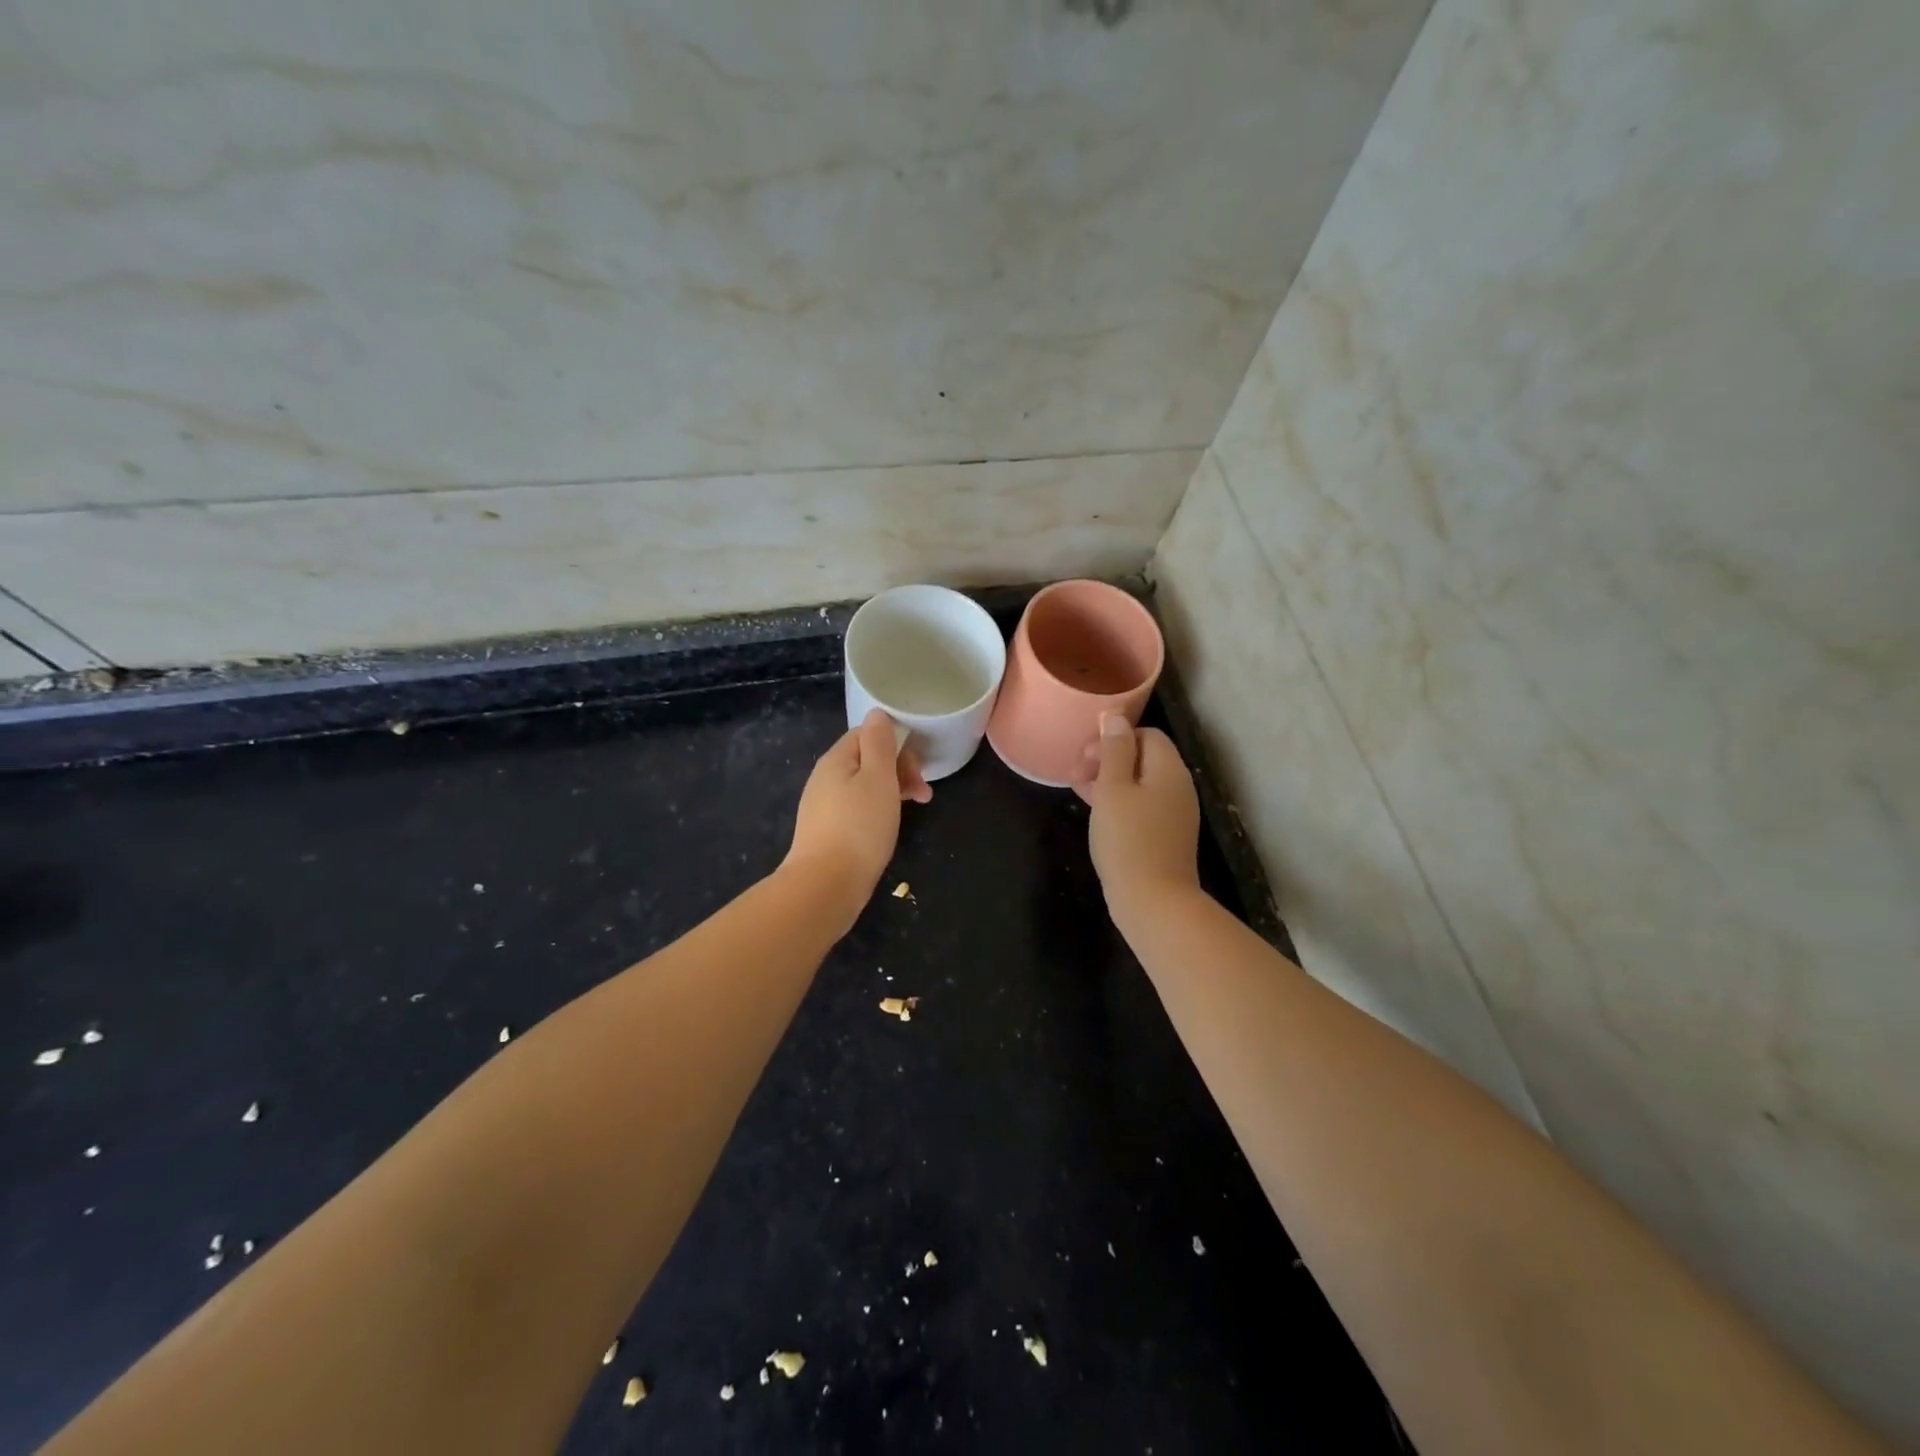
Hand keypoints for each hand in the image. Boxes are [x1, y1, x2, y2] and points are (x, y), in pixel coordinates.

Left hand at [784, 710, 931, 921]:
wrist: (825, 886)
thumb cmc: (859, 827)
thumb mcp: (878, 779)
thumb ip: (879, 743)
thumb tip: (877, 714)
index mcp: (836, 760)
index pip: (868, 734)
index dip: (897, 744)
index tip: (918, 768)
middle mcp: (825, 778)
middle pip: (867, 760)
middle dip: (899, 770)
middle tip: (924, 794)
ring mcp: (823, 807)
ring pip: (864, 786)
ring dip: (893, 791)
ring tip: (916, 809)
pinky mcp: (827, 832)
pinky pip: (858, 809)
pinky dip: (878, 811)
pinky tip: (889, 827)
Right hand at [1078, 714, 1201, 916]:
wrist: (1153, 902)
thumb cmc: (1128, 840)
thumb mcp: (1113, 789)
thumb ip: (1114, 750)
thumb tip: (1115, 716)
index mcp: (1169, 769)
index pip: (1145, 734)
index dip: (1113, 738)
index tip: (1085, 756)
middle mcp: (1177, 787)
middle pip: (1143, 758)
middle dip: (1107, 759)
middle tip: (1076, 773)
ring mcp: (1173, 814)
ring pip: (1139, 784)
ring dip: (1109, 781)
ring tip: (1079, 790)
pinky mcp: (1164, 837)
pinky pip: (1140, 807)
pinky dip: (1117, 803)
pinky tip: (1095, 814)